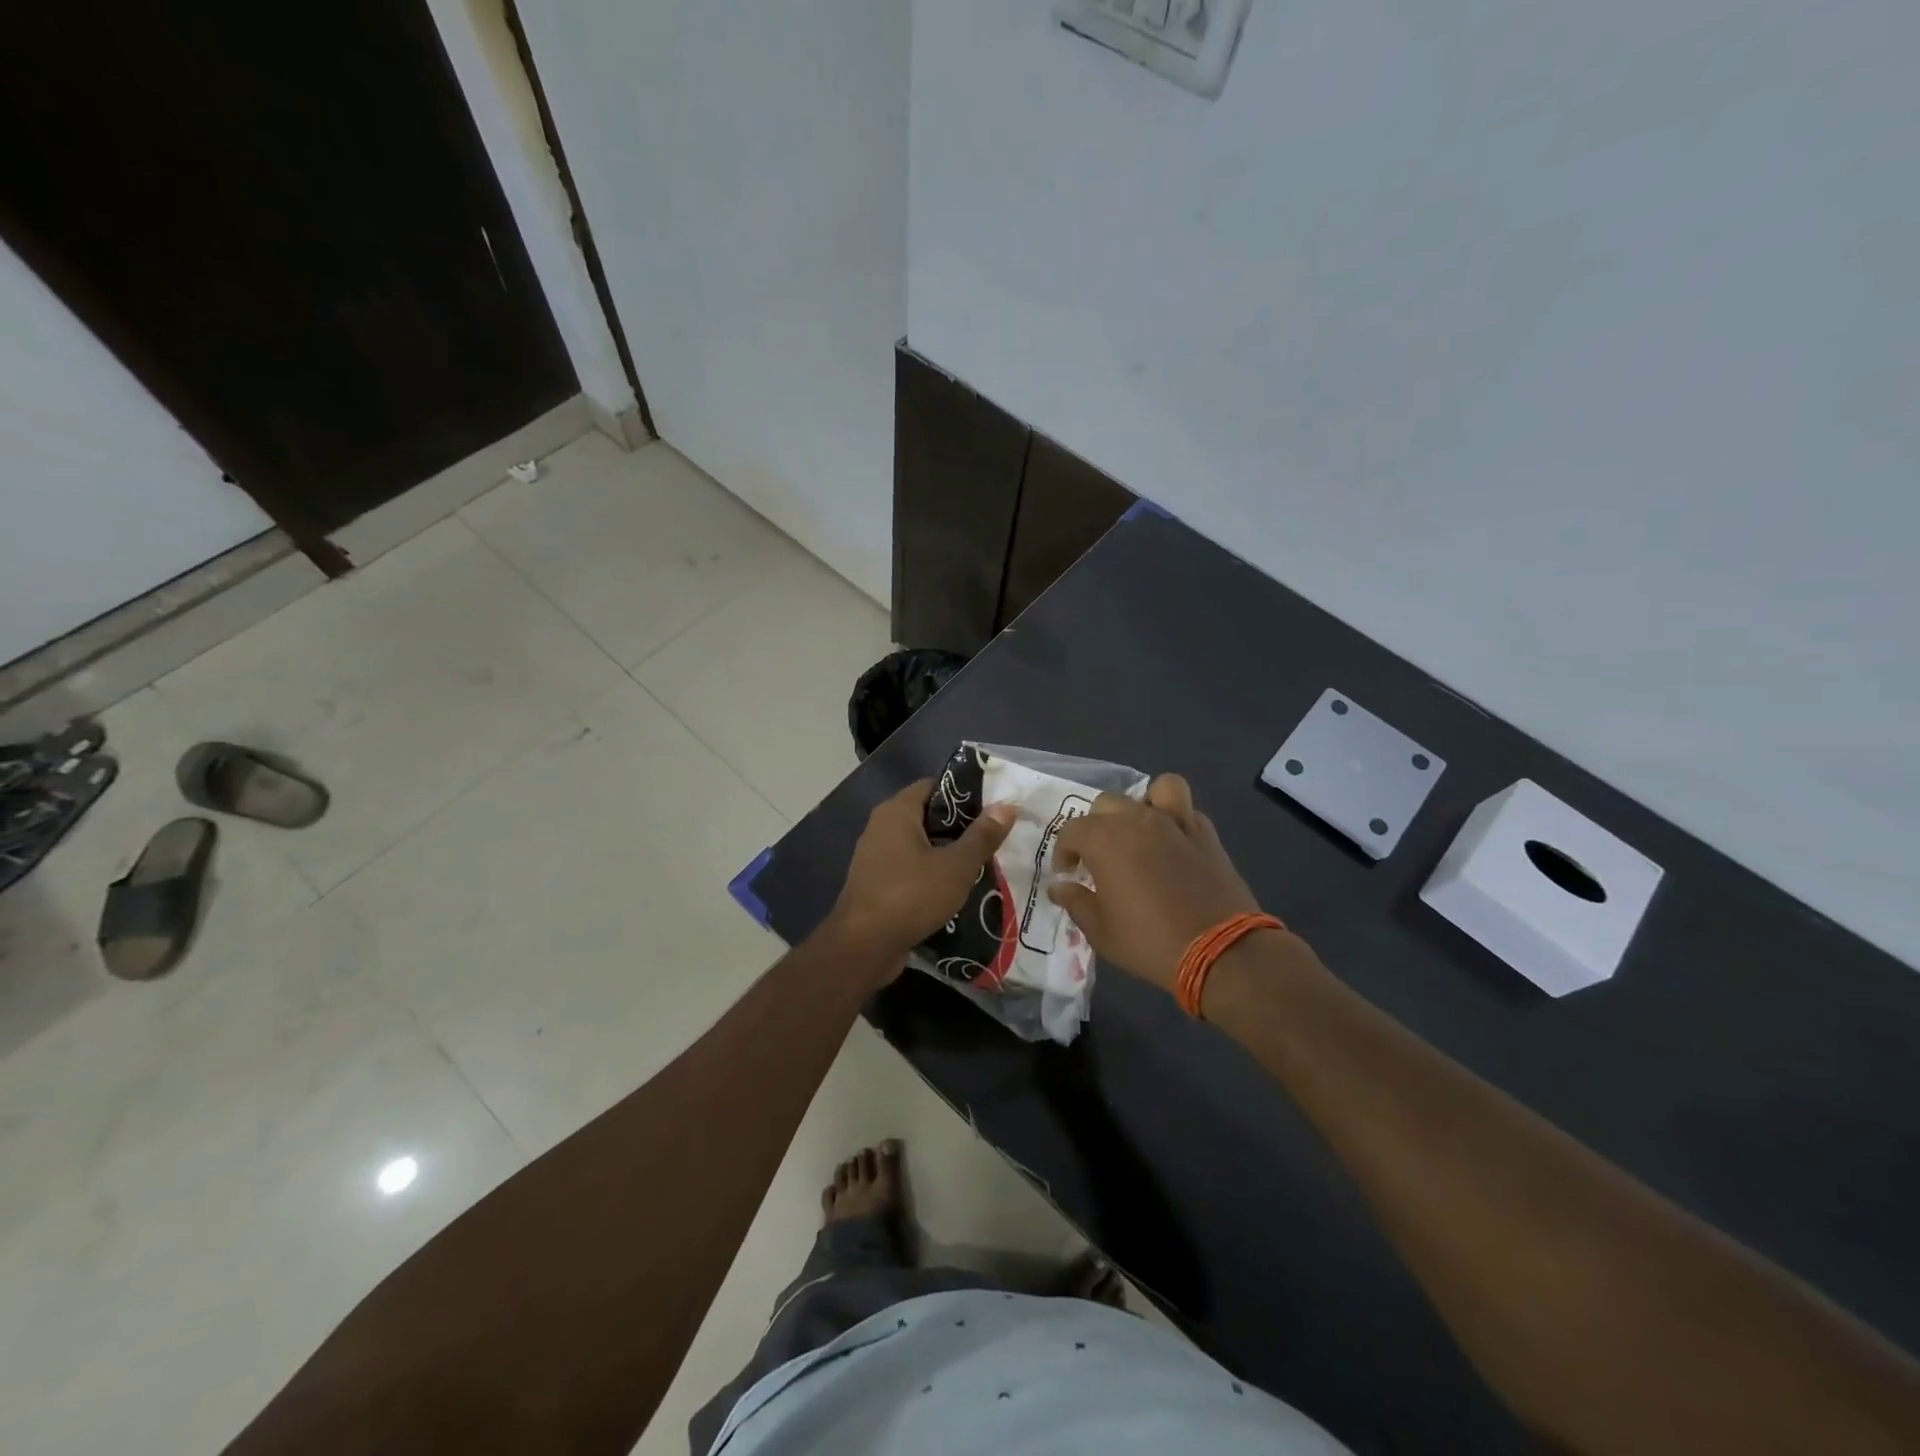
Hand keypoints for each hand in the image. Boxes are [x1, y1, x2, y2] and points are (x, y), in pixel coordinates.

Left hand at [828, 779, 1015, 967]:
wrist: (863, 947)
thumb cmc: (910, 896)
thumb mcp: (956, 866)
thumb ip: (982, 836)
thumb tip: (1007, 806)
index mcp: (897, 811)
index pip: (935, 786)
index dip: (965, 794)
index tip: (994, 807)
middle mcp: (882, 827)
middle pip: (928, 816)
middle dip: (961, 826)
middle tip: (994, 837)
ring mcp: (876, 857)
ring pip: (920, 845)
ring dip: (948, 853)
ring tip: (983, 863)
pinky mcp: (877, 884)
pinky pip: (911, 869)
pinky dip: (932, 874)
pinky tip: (957, 888)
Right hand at [1048, 774, 1262, 992]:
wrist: (1220, 951)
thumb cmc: (1150, 941)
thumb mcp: (1101, 931)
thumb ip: (1076, 903)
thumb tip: (1058, 888)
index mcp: (1106, 840)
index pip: (1072, 830)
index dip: (1064, 850)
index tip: (1068, 872)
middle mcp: (1139, 820)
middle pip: (1108, 804)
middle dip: (1096, 826)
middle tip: (1098, 856)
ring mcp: (1176, 823)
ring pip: (1156, 789)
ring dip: (1143, 804)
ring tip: (1140, 830)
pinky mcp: (1207, 835)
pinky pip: (1187, 810)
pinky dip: (1176, 818)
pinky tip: (1172, 843)